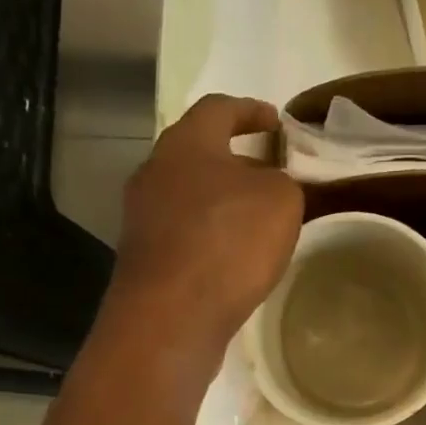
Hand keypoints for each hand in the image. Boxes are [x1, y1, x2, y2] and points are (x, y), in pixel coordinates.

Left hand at [107, 93, 303, 359]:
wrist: (172, 316)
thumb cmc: (228, 243)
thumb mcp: (281, 201)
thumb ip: (283, 182)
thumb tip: (269, 188)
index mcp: (186, 143)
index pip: (219, 108)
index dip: (251, 110)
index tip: (277, 121)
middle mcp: (154, 172)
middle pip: (198, 154)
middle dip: (235, 161)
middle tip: (269, 174)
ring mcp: (143, 218)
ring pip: (189, 197)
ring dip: (222, 203)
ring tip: (256, 221)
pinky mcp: (145, 260)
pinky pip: (184, 235)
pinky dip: (210, 237)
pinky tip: (234, 259)